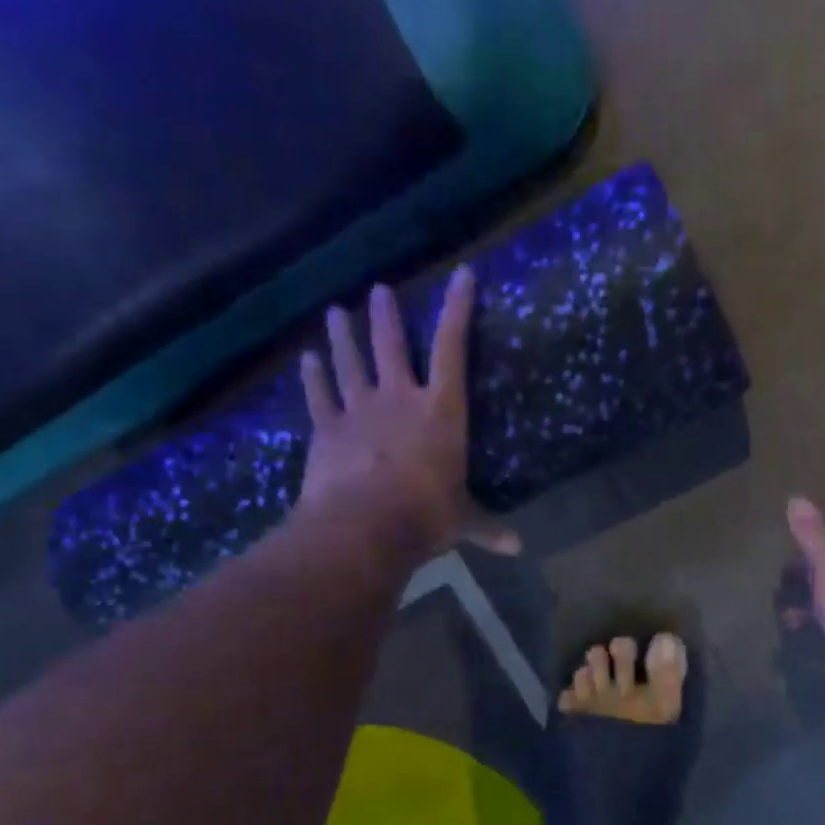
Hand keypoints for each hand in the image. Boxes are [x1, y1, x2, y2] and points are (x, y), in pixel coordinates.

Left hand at [298, 268, 518, 565]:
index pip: (453, 349)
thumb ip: (488, 528)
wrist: (366, 524)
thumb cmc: (426, 515)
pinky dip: (312, 376)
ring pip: (350, 362)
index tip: (461, 275)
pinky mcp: (327, 429)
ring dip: (343, 336)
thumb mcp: (463, 521)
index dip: (458, 309)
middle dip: (387, 317)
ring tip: (335, 311)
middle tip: (380, 290)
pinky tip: (306, 358)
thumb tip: (518, 549)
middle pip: (393, 346)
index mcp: (441, 412)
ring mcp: (359, 410)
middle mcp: (400, 399)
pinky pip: (318, 395)